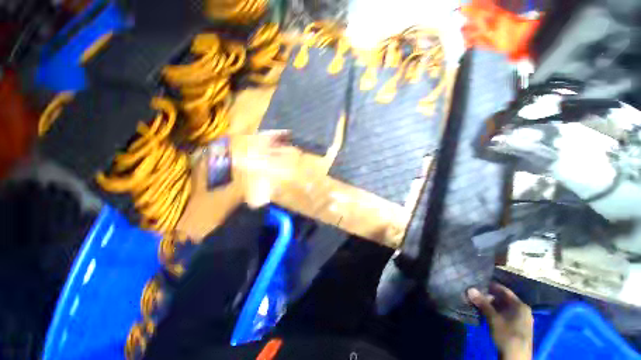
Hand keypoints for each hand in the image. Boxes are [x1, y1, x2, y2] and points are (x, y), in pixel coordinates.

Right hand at [467, 283, 532, 359]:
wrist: (516, 357)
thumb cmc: (507, 334)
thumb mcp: (493, 319)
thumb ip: (482, 303)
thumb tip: (470, 289)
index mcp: (520, 305)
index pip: (504, 290)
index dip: (491, 287)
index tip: (478, 284)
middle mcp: (523, 310)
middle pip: (505, 299)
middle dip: (490, 297)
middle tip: (476, 296)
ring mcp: (522, 320)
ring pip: (505, 308)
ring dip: (492, 306)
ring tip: (479, 305)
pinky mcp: (519, 328)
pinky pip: (507, 315)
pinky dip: (497, 313)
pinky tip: (488, 315)